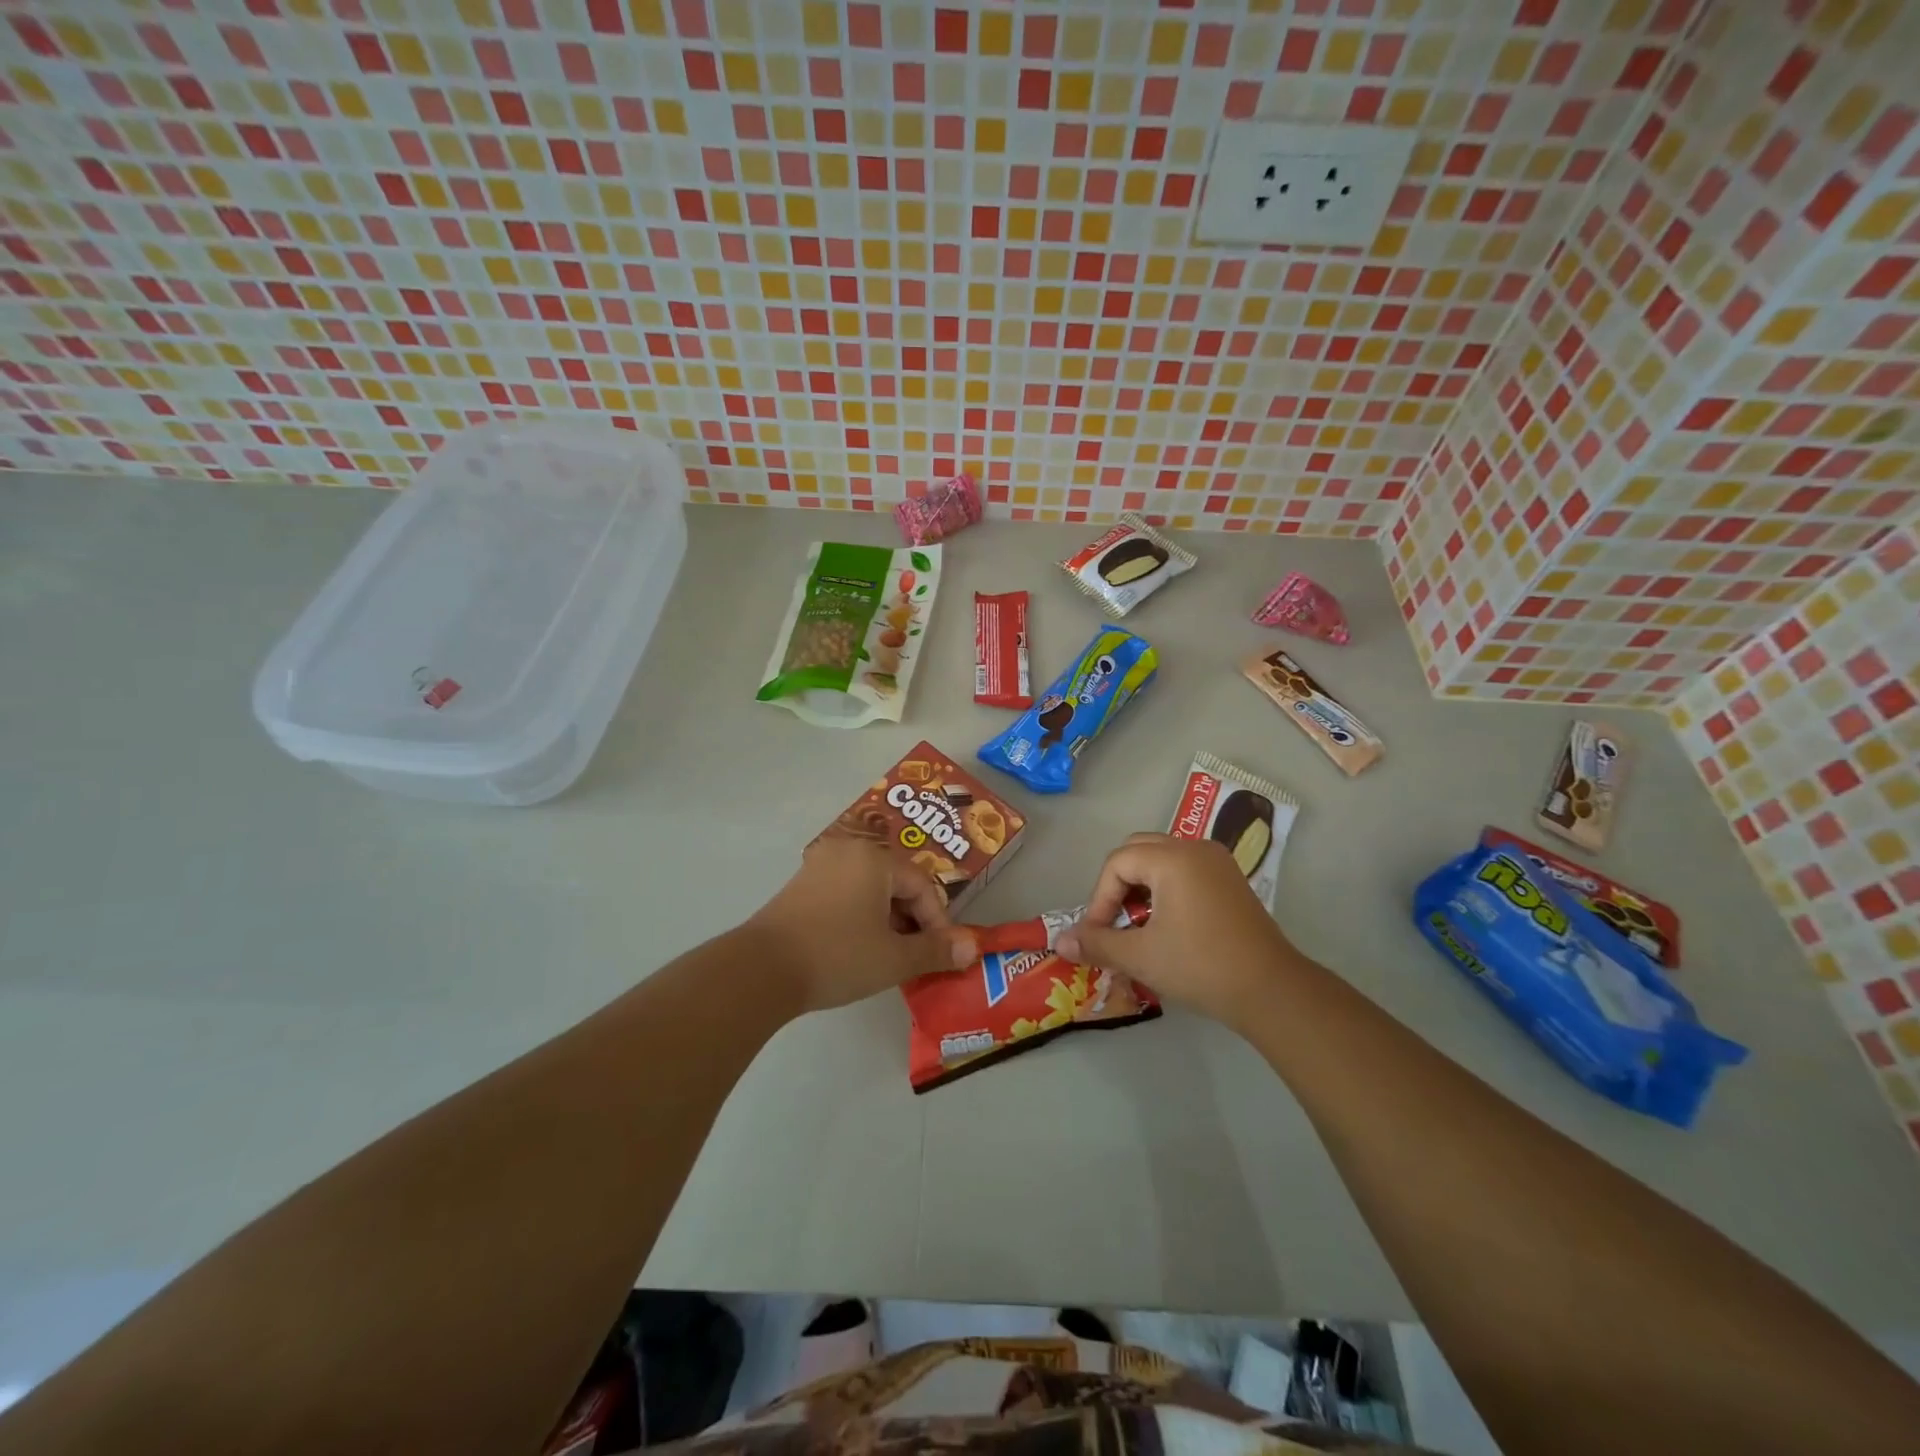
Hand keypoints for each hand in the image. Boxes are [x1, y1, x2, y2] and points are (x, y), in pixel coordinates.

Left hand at [748, 838, 978, 1013]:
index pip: (922, 884)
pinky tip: (857, 946)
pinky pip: (845, 892)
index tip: (941, 954)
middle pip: (896, 882)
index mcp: (875, 859)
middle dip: (912, 919)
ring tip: (888, 954)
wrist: (761, 970)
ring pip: (870, 888)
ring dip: (886, 919)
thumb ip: (936, 950)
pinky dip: (860, 915)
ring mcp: (819, 865)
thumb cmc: (837, 956)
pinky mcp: (800, 884)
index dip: (937, 921)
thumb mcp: (894, 958)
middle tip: (915, 955)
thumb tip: (972, 948)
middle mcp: (848, 851)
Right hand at [1056, 833, 1310, 1029]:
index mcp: (1172, 858)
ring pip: (1162, 857)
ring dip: (1141, 884)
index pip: (1117, 864)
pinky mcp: (1231, 879)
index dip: (1100, 899)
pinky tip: (1168, 923)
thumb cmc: (1201, 967)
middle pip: (1138, 850)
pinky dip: (1166, 886)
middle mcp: (1194, 848)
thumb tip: (1060, 941)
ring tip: (1138, 924)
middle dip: (1117, 884)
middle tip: (1115, 922)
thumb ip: (1097, 943)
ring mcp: (1217, 862)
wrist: (1271, 990)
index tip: (1099, 935)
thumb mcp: (1140, 956)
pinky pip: (1185, 868)